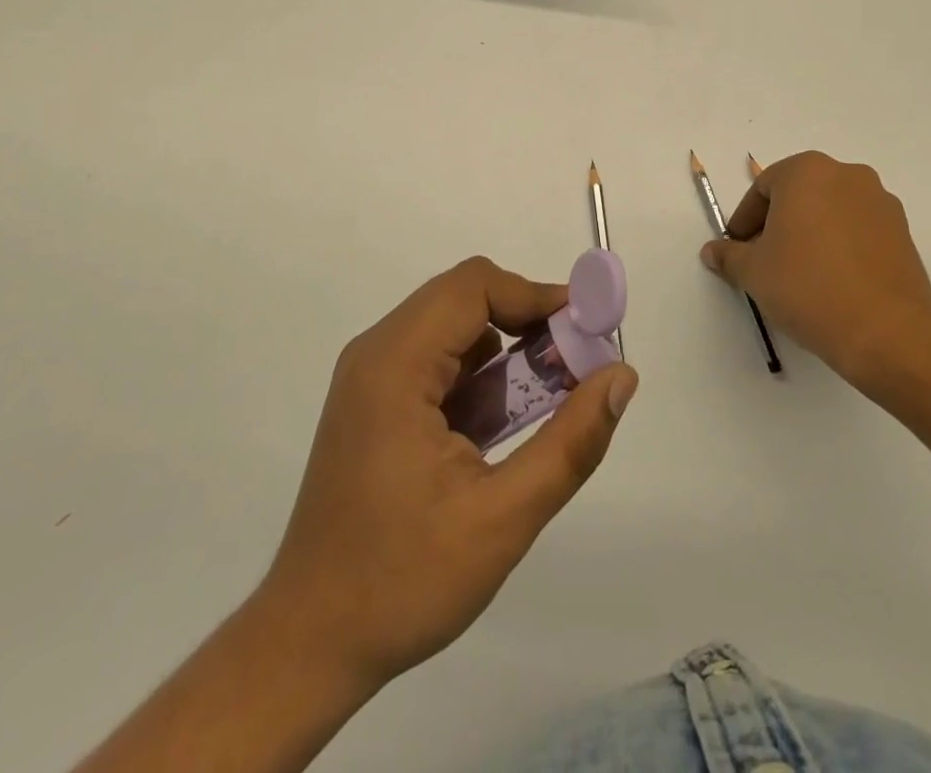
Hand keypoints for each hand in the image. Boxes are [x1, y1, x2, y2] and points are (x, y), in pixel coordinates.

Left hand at [259, 256, 638, 694]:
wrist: (308, 643)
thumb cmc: (402, 581)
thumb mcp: (502, 517)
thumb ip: (570, 442)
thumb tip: (622, 376)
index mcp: (395, 364)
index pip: (474, 287)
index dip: (536, 296)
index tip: (585, 331)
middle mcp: (376, 353)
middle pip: (463, 299)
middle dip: (526, 323)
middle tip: (573, 366)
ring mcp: (369, 377)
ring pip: (452, 328)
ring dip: (504, 351)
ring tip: (545, 398)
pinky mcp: (372, 402)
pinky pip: (436, 360)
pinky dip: (477, 376)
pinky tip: (499, 426)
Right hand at [700, 151, 930, 391]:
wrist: (885, 331)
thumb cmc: (808, 287)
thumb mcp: (754, 272)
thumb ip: (729, 255)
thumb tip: (712, 252)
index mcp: (807, 171)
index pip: (763, 188)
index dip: (745, 220)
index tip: (738, 250)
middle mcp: (847, 175)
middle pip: (799, 194)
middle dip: (777, 224)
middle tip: (764, 260)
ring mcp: (880, 202)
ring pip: (830, 211)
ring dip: (810, 233)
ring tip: (799, 274)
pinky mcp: (903, 232)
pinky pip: (858, 230)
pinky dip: (840, 246)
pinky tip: (832, 281)